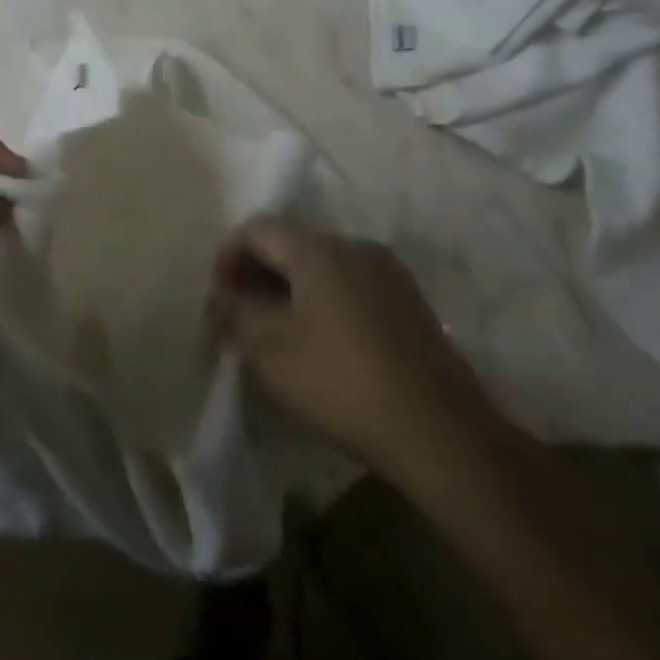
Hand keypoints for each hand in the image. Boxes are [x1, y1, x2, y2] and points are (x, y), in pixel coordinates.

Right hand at [212, 221, 502, 499]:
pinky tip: (321, 341)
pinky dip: (324, 299)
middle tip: (241, 313)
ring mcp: (388, 272)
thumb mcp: (271, 351)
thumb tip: (220, 298)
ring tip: (277, 329)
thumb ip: (236, 315)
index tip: (219, 294)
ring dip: (292, 286)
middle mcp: (354, 245)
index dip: (229, 255)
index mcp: (318, 248)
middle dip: (259, 272)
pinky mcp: (409, 301)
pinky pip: (351, 284)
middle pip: (292, 243)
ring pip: (323, 265)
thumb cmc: (342, 382)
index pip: (258, 228)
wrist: (440, 431)